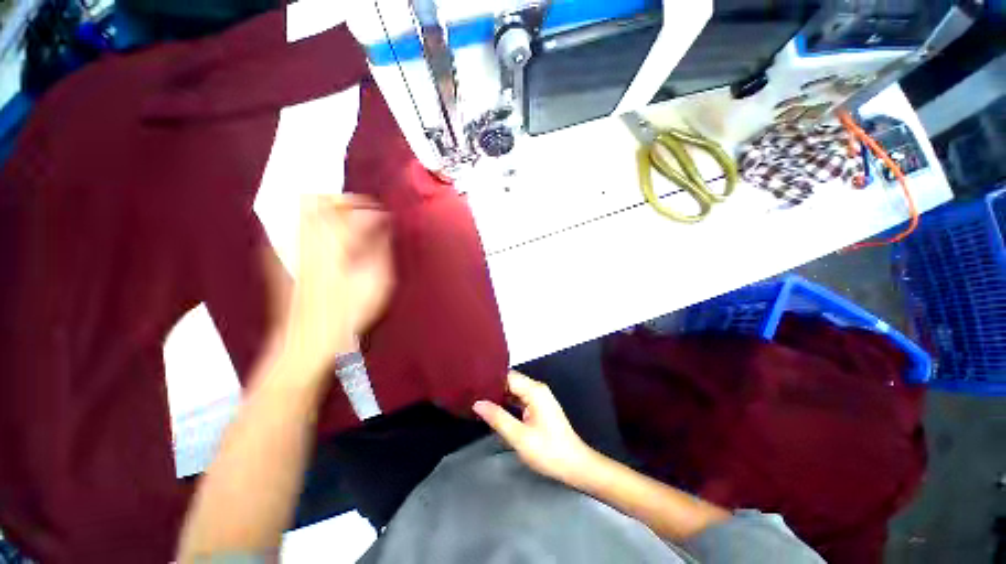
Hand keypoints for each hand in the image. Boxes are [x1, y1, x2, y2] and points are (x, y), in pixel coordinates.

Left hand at [278, 194, 393, 375]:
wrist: (304, 342)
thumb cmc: (348, 315)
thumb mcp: (376, 284)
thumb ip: (380, 250)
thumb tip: (383, 227)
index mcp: (336, 245)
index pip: (355, 213)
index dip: (373, 209)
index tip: (385, 214)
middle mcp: (309, 238)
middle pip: (320, 200)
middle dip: (343, 198)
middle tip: (360, 207)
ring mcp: (290, 246)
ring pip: (303, 209)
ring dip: (326, 206)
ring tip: (344, 216)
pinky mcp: (280, 256)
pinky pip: (293, 226)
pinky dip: (310, 221)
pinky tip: (322, 233)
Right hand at [473, 371, 598, 485]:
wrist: (574, 466)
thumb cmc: (548, 451)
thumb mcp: (519, 437)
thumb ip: (497, 418)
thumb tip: (477, 403)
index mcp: (534, 390)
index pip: (508, 376)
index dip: (491, 379)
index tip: (473, 384)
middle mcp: (537, 389)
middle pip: (511, 382)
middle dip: (493, 387)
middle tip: (472, 393)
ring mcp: (539, 398)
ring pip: (515, 391)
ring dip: (499, 396)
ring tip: (478, 399)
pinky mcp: (539, 408)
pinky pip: (519, 399)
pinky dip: (508, 403)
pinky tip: (494, 409)